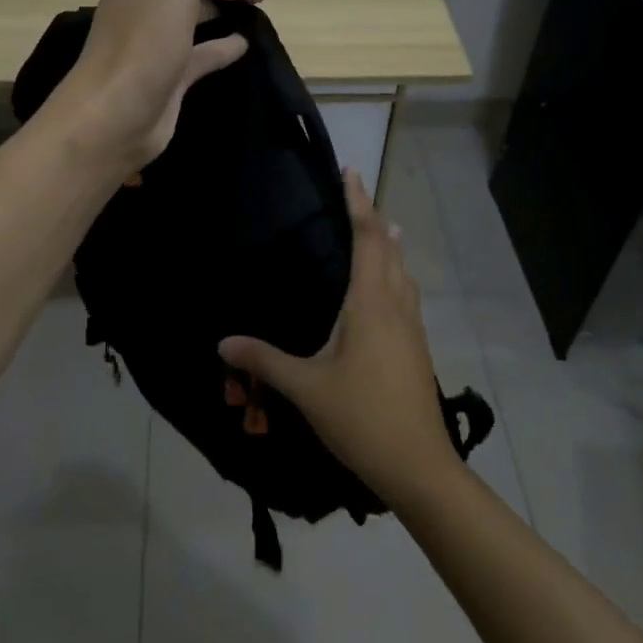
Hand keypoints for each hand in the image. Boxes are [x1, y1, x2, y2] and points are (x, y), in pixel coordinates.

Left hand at [45, 0, 267, 172]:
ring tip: (257, 7)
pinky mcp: (166, 77)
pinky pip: (198, 55)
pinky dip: (221, 47)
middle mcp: (139, 6)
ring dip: (221, 8)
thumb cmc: (142, 41)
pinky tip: (244, 44)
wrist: (114, 115)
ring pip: (190, 16)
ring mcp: (152, 44)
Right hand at [219, 171, 457, 505]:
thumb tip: (222, 341)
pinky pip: (407, 294)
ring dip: (391, 247)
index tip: (352, 173)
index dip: (359, 203)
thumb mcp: (306, 388)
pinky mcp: (417, 348)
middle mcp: (396, 306)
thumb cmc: (362, 418)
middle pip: (390, 250)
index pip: (368, 239)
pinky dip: (396, 274)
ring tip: (382, 229)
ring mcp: (412, 328)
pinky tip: (386, 290)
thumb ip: (264, 360)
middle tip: (358, 195)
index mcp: (371, 304)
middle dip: (375, 218)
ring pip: (404, 273)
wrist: (420, 469)